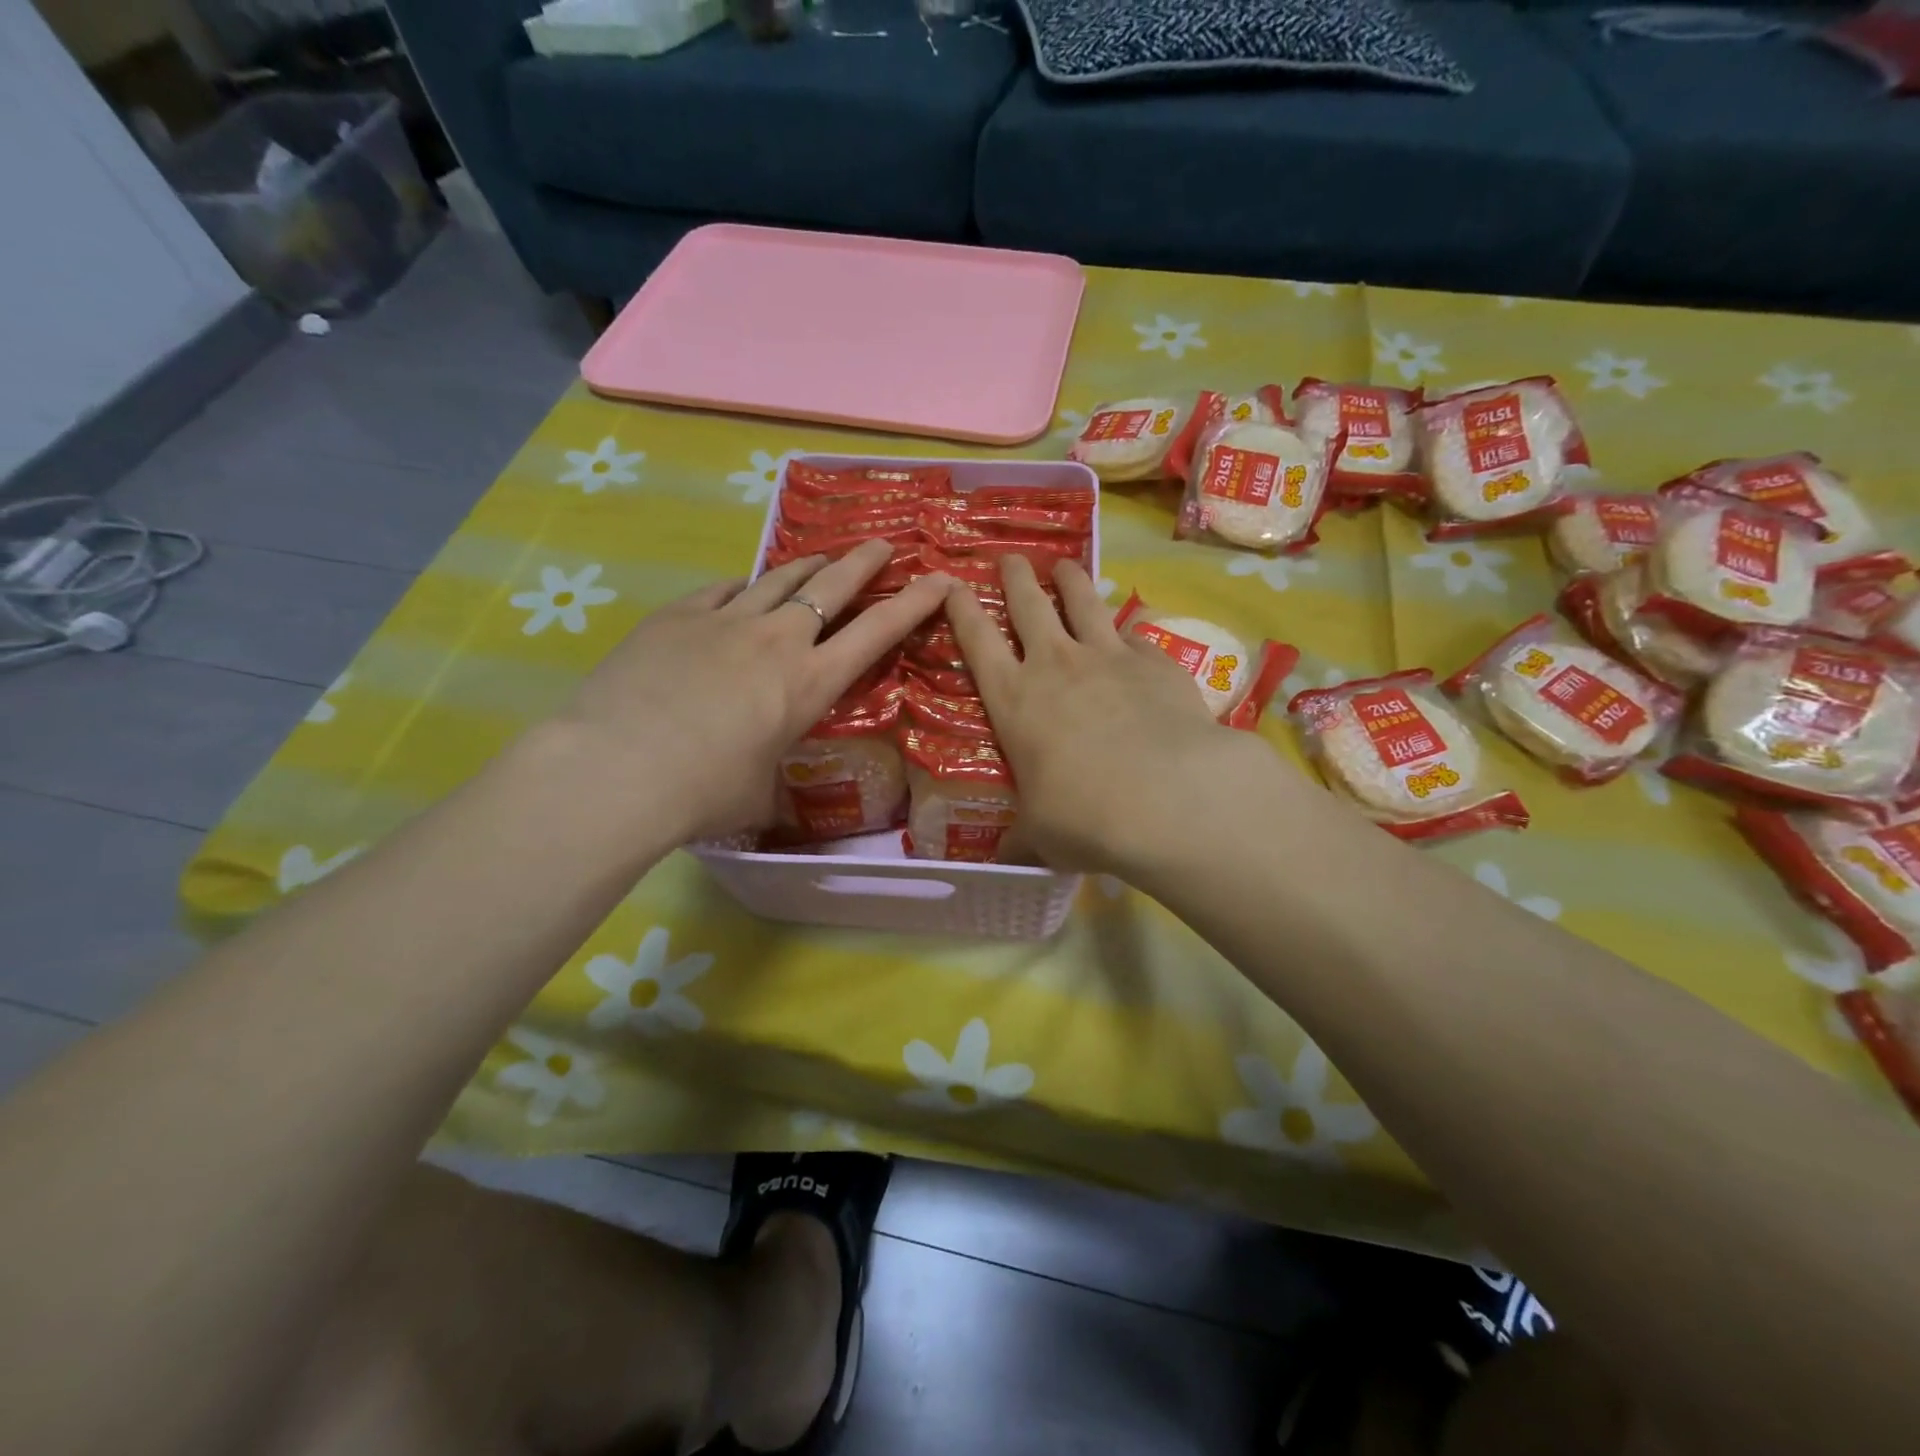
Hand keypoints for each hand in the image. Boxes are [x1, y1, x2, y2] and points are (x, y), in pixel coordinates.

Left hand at [556, 539, 949, 839]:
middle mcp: (777, 641)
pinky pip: (723, 589)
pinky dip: (743, 587)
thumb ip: (771, 780)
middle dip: (865, 562)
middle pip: (833, 586)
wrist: (618, 769)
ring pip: (780, 577)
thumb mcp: (757, 795)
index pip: (877, 633)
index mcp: (810, 684)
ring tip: (822, 558)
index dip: (914, 604)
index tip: (939, 579)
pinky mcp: (678, 616)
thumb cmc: (703, 793)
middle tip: (884, 545)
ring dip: (808, 565)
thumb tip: (767, 792)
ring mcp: (725, 620)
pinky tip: (743, 587)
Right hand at [946, 556, 1283, 875]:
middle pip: (1027, 604)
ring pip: (1081, 601)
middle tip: (1010, 558)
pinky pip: (1133, 635)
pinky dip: (1125, 631)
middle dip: (1015, 577)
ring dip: (1068, 580)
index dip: (962, 608)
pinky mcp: (1154, 661)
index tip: (953, 584)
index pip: (977, 641)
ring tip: (1063, 565)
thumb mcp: (1041, 835)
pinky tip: (1129, 634)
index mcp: (1013, 700)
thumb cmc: (1084, 817)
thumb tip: (1006, 861)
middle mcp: (1054, 665)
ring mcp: (1107, 656)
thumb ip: (1023, 838)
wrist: (1167, 798)